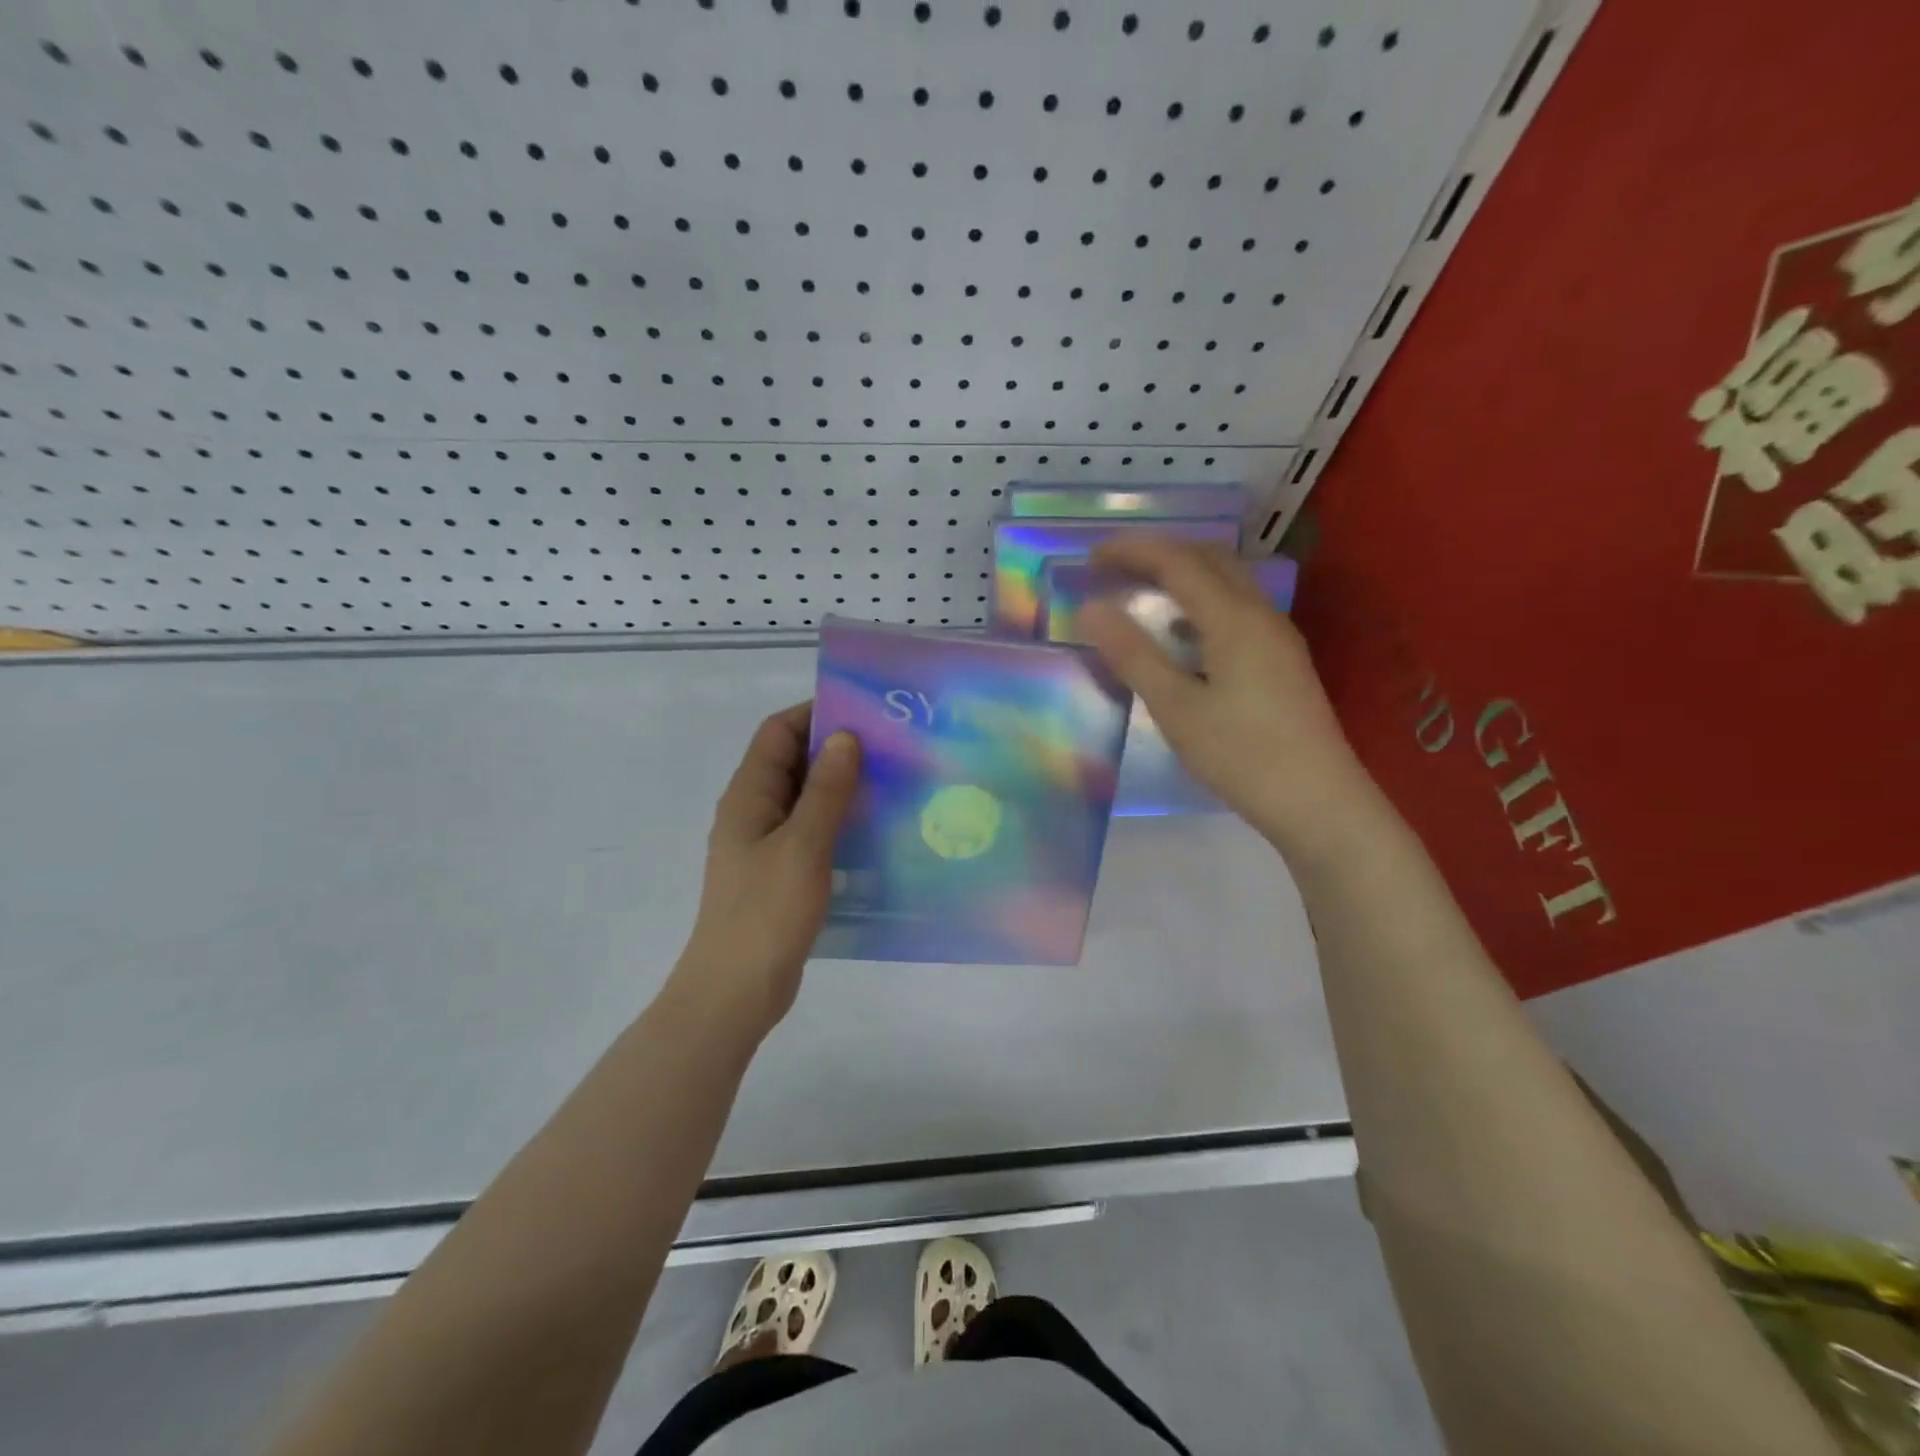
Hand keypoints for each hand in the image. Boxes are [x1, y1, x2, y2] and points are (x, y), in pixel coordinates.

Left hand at [677, 703, 860, 1035]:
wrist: (737, 989)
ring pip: (803, 798)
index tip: (862, 710)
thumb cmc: (766, 912)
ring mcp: (765, 844)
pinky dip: (837, 821)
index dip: (814, 713)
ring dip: (839, 786)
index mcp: (748, 795)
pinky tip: (874, 829)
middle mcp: (752, 812)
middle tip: (888, 744)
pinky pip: (810, 831)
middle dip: (834, 748)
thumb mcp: (803, 845)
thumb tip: (845, 737)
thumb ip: (825, 790)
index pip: (777, 733)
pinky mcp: (780, 873)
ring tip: (890, 781)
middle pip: (791, 762)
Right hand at [1079, 536, 1380, 860]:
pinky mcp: (1283, 660)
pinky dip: (1201, 604)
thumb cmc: (1242, 755)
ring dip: (1183, 575)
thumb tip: (1090, 609)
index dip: (1132, 551)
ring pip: (1227, 583)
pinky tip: (1183, 636)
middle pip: (1209, 559)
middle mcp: (1261, 614)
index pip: (1177, 561)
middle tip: (1114, 568)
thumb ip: (1133, 655)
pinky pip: (1237, 610)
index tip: (1090, 556)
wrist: (1319, 802)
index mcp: (1234, 619)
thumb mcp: (1176, 708)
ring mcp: (1277, 637)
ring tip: (1142, 593)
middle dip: (1159, 553)